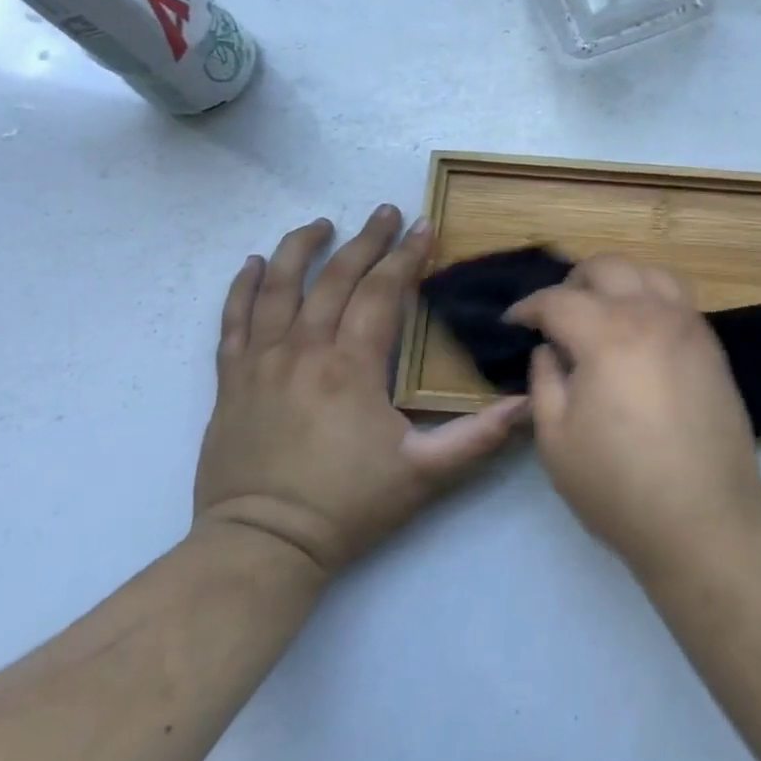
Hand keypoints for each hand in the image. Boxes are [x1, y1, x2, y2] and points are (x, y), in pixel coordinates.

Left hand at [195, 208, 528, 575]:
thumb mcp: (425, 474)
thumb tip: (530, 402)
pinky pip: (232, 321)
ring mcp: (260, 363)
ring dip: (299, 249)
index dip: (405, 256)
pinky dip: (240, 288)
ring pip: (276, 288)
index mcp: (351, 366)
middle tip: (386, 212)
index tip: (424, 227)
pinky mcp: (231, 381)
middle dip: (365, 240)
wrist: (260, 548)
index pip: (381, 292)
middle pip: (334, 278)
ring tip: (321, 224)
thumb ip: (480, 436)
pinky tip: (251, 265)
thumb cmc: (348, 506)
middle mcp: (303, 351)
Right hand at [506, 257, 760, 575]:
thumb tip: (549, 349)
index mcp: (607, 334)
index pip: (558, 300)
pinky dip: (651, 296)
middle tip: (557, 312)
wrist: (705, 516)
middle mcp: (651, 314)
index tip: (513, 321)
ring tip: (602, 310)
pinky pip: (678, 297)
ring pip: (650, 272)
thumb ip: (545, 382)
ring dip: (619, 280)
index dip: (528, 307)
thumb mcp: (557, 441)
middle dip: (574, 282)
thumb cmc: (619, 485)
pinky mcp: (711, 344)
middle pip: (608, 267)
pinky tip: (640, 329)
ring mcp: (688, 324)